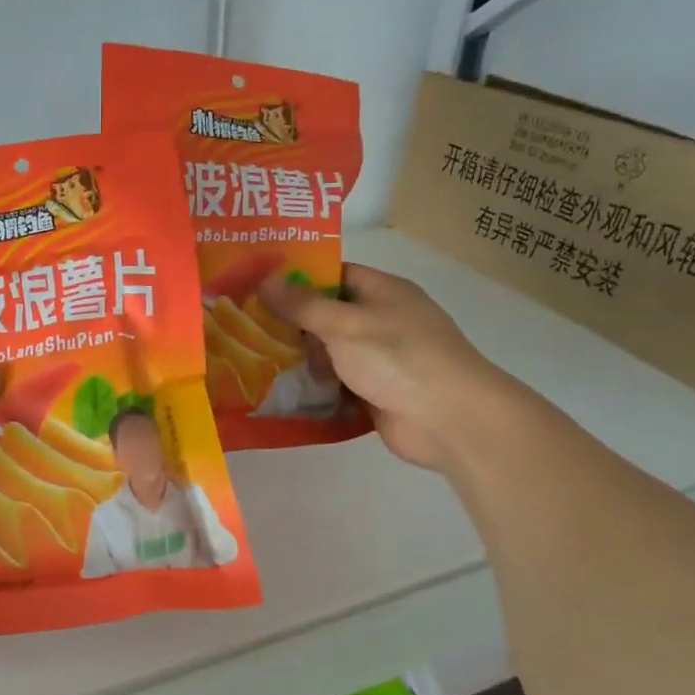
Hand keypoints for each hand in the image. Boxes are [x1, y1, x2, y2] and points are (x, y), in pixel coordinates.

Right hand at [261, 264, 520, 471]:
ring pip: (330, 353)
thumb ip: (303, 305)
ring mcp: (380, 359)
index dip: (298, 278)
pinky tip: (279, 391)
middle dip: (292, 323)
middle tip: (245, 328)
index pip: (335, 274)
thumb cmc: (398, 358)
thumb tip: (266, 279)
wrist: (449, 420)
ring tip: (252, 360)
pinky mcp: (376, 393)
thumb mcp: (345, 324)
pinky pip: (338, 384)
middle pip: (329, 316)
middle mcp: (383, 321)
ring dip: (301, 359)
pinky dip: (315, 388)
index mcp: (384, 292)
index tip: (257, 286)